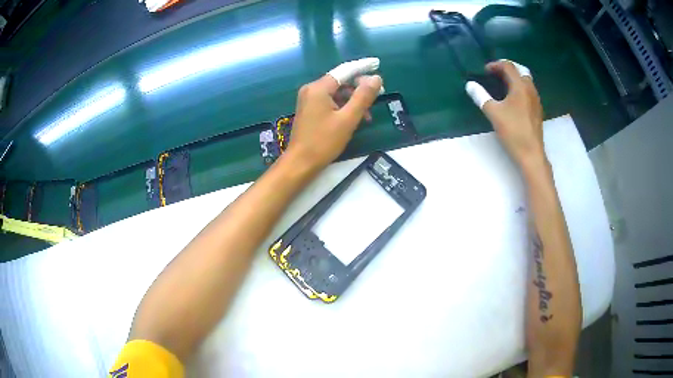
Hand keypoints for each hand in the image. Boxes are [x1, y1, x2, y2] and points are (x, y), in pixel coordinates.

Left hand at [285, 58, 382, 170]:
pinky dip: (344, 107)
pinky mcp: (310, 109)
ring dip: (353, 100)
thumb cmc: (324, 142)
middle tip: (379, 94)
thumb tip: (376, 78)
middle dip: (360, 87)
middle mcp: (312, 89)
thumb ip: (363, 97)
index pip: (345, 70)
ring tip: (368, 114)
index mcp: (319, 88)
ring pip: (337, 93)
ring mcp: (309, 100)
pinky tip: (355, 118)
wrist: (300, 163)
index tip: (377, 63)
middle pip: (341, 81)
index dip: (363, 67)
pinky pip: (331, 101)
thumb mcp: (348, 119)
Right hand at [465, 60, 544, 166]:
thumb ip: (481, 96)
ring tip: (502, 85)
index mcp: (520, 86)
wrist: (531, 154)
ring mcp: (536, 100)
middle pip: (520, 70)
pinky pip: (529, 91)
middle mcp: (530, 89)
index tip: (485, 71)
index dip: (495, 65)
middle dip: (507, 68)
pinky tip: (512, 99)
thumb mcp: (494, 113)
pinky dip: (519, 87)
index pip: (508, 66)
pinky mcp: (537, 110)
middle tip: (495, 74)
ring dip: (514, 78)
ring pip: (526, 80)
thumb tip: (470, 85)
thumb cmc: (513, 132)